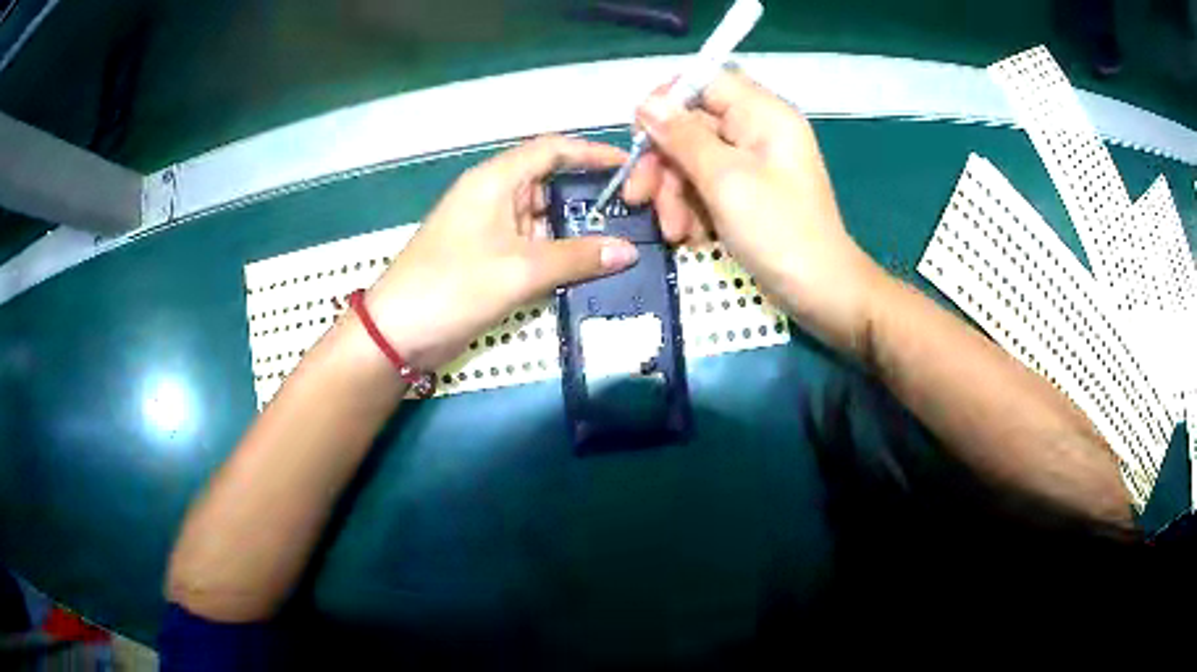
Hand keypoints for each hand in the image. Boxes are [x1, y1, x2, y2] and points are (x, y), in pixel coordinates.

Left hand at [364, 136, 639, 370]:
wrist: (397, 333)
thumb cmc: (455, 286)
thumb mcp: (522, 270)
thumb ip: (578, 258)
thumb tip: (629, 251)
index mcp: (495, 180)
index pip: (551, 149)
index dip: (591, 153)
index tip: (628, 168)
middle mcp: (493, 196)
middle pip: (549, 183)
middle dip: (588, 197)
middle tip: (633, 216)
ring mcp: (488, 228)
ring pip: (541, 218)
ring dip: (574, 231)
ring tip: (620, 244)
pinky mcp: (485, 257)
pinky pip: (530, 246)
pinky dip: (556, 254)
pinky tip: (587, 269)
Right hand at [623, 70, 887, 356]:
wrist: (820, 292)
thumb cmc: (778, 231)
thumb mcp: (725, 179)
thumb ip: (683, 136)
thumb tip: (646, 102)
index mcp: (763, 113)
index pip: (704, 81)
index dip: (667, 101)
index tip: (640, 135)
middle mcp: (757, 130)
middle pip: (692, 125)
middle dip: (664, 163)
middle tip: (637, 198)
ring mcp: (753, 164)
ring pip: (693, 160)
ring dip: (674, 195)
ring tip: (674, 232)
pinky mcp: (748, 193)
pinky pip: (707, 187)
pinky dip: (692, 209)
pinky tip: (690, 236)